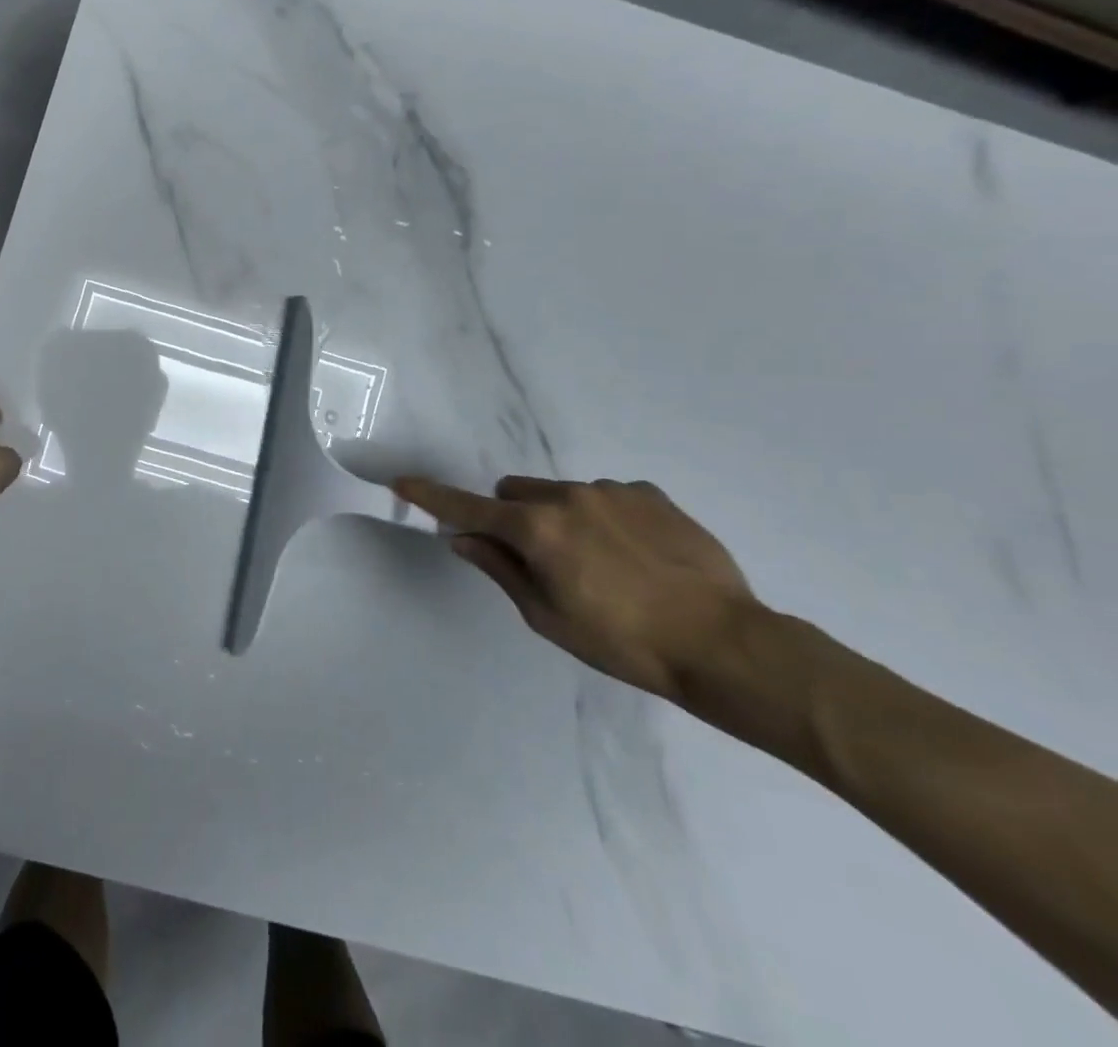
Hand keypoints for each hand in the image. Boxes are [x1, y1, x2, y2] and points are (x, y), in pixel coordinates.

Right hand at [393, 475, 758, 700]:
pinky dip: (604, 518)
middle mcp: (568, 496)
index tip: (403, 482)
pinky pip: (607, 496)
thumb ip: (501, 570)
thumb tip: (465, 539)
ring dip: (561, 519)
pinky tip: (636, 556)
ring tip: (603, 565)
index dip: (432, 497)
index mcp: (536, 529)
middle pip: (515, 492)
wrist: (724, 644)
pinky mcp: (650, 494)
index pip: (469, 508)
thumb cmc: (622, 643)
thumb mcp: (548, 617)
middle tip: (539, 559)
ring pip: (561, 494)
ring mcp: (612, 491)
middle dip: (513, 517)